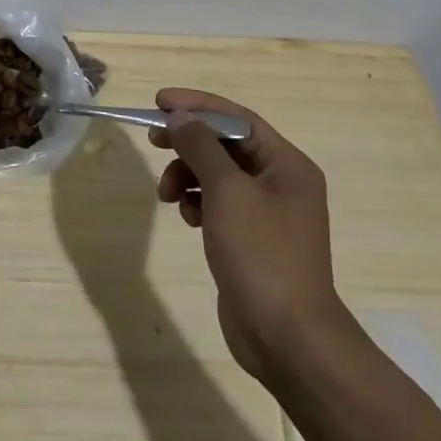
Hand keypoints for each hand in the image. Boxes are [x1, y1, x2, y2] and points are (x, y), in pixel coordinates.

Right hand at [150, 88, 356, 384]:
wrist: (287, 338)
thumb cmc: (261, 254)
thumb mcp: (227, 192)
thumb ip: (200, 147)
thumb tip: (179, 117)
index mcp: (287, 165)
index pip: (237, 119)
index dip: (197, 106)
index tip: (159, 102)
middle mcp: (281, 182)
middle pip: (226, 144)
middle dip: (188, 141)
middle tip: (152, 140)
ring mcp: (267, 212)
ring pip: (217, 174)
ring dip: (188, 175)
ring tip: (167, 194)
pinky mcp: (251, 238)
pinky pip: (218, 203)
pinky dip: (197, 201)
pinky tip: (186, 216)